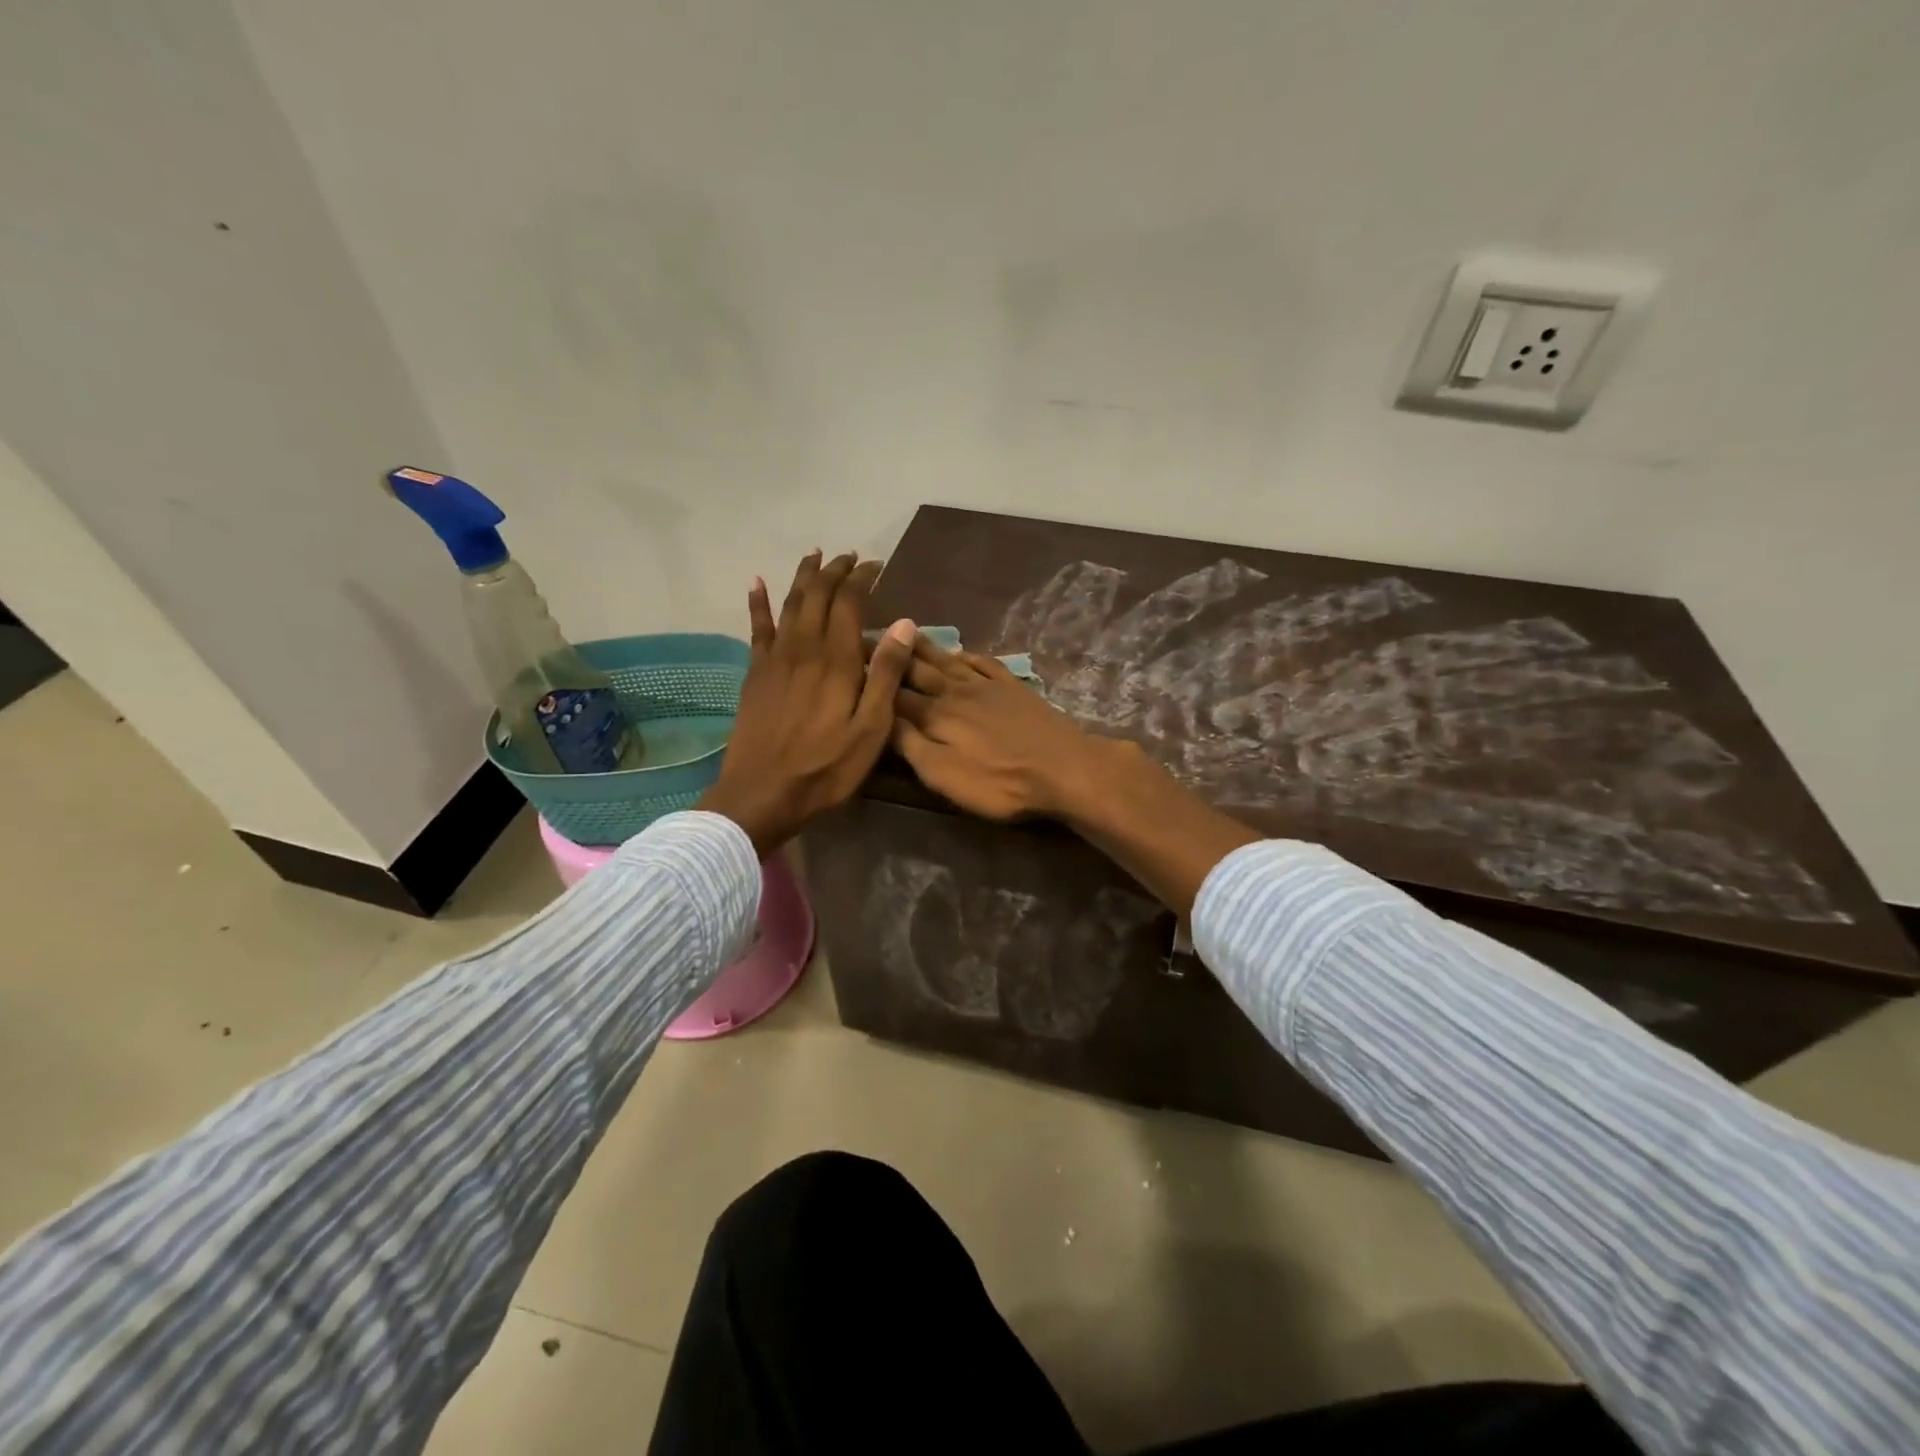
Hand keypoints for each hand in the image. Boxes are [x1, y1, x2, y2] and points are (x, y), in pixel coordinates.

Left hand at [697, 551, 916, 854]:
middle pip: (818, 595)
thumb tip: (903, 623)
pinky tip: (757, 583)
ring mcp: (775, 659)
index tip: (876, 565)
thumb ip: (886, 673)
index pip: (850, 602)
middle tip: (849, 557)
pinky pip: (757, 628)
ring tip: (814, 556)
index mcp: (837, 659)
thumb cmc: (826, 767)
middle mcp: (804, 648)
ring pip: (790, 604)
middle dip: (834, 571)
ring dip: (804, 577)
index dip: (862, 578)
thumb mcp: (871, 728)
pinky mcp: (756, 674)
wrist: (763, 792)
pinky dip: (758, 603)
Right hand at [889, 636, 1118, 820]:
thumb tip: (879, 717)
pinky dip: (966, 655)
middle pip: (917, 669)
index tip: (847, 658)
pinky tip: (960, 652)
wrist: (1063, 768)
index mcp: (934, 715)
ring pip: (947, 660)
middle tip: (867, 634)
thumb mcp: (943, 775)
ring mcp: (987, 686)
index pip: (892, 692)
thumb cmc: (999, 782)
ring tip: (905, 630)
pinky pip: (983, 662)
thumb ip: (909, 745)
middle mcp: (955, 692)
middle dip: (891, 654)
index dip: (870, 677)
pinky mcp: (1013, 687)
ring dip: (924, 646)